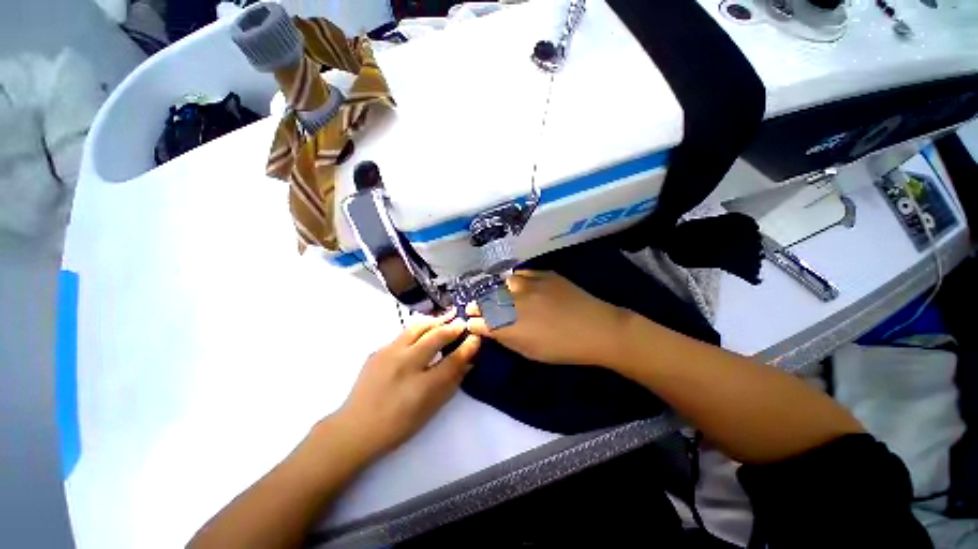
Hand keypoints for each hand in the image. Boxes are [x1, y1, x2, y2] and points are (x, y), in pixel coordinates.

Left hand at [331, 311, 480, 460]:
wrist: (355, 428)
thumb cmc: (397, 425)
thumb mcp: (430, 409)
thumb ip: (451, 383)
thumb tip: (468, 362)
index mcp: (421, 386)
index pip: (453, 359)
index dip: (468, 346)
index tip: (476, 336)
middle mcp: (405, 365)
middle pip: (435, 336)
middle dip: (453, 326)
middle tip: (463, 321)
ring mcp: (388, 354)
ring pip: (417, 327)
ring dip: (436, 321)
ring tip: (447, 316)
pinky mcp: (378, 350)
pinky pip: (404, 333)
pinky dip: (420, 328)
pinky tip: (425, 330)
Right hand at [466, 271, 628, 366]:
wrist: (596, 328)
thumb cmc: (562, 348)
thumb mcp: (528, 351)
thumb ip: (505, 338)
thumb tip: (490, 329)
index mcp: (508, 326)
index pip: (479, 321)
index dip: (472, 321)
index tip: (469, 321)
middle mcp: (513, 302)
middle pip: (485, 300)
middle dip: (476, 305)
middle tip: (472, 307)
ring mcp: (528, 285)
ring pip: (502, 284)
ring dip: (496, 290)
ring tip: (498, 295)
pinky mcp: (543, 274)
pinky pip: (522, 274)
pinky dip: (516, 281)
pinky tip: (518, 285)